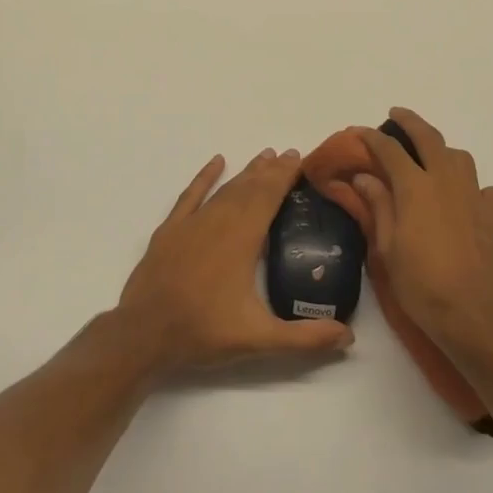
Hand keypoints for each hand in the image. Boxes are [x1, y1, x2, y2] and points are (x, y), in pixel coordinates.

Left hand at [116, 148, 354, 372]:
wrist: (143, 335)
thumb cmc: (203, 332)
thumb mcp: (259, 339)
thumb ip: (305, 338)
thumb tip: (349, 337)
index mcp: (242, 239)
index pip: (269, 197)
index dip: (285, 176)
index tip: (299, 158)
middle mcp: (218, 222)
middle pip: (249, 188)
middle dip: (271, 170)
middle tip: (289, 153)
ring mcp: (191, 224)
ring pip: (224, 189)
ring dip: (246, 172)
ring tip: (264, 157)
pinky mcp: (170, 231)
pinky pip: (190, 195)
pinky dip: (204, 177)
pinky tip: (216, 162)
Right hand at [337, 109, 492, 354]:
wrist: (473, 315)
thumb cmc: (421, 284)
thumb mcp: (388, 247)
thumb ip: (379, 206)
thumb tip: (365, 176)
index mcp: (416, 187)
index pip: (389, 150)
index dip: (371, 137)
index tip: (357, 131)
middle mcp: (447, 181)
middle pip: (429, 138)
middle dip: (410, 122)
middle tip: (396, 114)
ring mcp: (475, 195)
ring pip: (460, 158)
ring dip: (442, 151)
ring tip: (430, 159)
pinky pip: (483, 187)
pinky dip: (471, 186)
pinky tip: (463, 199)